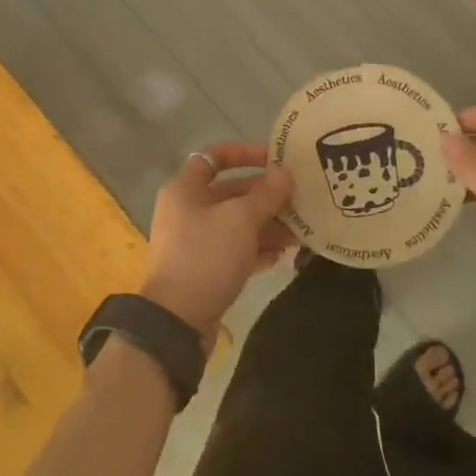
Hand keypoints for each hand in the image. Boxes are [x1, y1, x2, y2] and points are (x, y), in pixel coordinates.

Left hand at [140, 144, 295, 340]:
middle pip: (231, 192)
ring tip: (300, 232)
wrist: (176, 321)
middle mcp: (187, 210)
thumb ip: (266, 194)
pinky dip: (258, 250)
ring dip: (267, 225)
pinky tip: (284, 256)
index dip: (245, 153)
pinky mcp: (204, 270)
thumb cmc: (206, 256)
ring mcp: (195, 242)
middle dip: (266, 196)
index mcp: (186, 189)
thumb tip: (285, 172)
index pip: (215, 156)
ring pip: (236, 224)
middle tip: (299, 200)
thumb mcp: (241, 220)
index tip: (276, 160)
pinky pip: (235, 251)